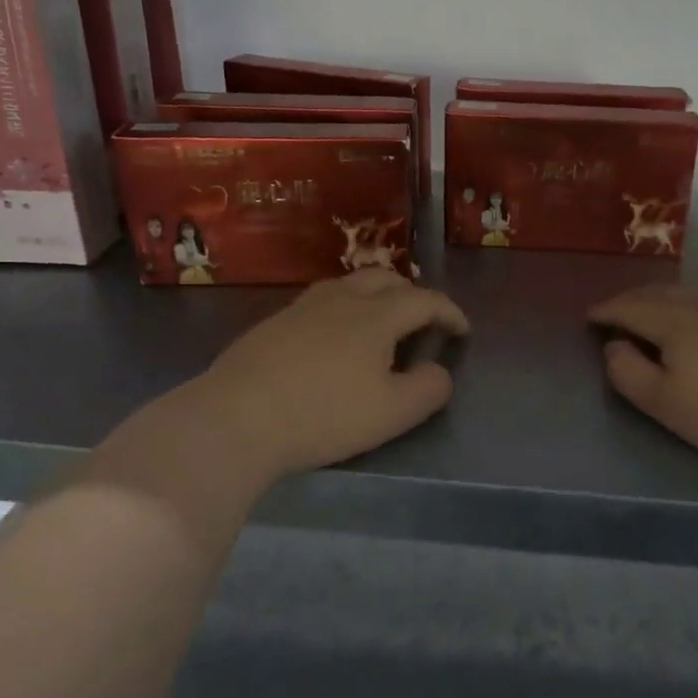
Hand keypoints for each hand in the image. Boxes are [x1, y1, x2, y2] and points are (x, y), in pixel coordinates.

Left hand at [77, 270, 467, 517]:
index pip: (425, 300)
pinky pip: (321, 303)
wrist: (234, 419)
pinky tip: (334, 341)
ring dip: (375, 298)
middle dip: (413, 295)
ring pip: (349, 285)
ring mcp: (302, 307)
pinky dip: (344, 311)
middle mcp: (341, 298)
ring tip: (381, 327)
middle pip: (386, 279)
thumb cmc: (323, 415)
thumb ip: (429, 389)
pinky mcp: (273, 323)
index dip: (450, 312)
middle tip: (422, 323)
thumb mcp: (393, 412)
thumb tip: (439, 371)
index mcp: (376, 315)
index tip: (463, 332)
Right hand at [590, 285, 697, 485]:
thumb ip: (629, 374)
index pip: (632, 308)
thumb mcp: (666, 404)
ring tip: (653, 310)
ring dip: (664, 298)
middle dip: (633, 298)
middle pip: (662, 294)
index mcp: (677, 323)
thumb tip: (613, 347)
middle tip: (616, 309)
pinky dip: (693, 306)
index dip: (608, 310)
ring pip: (692, 295)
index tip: (589, 315)